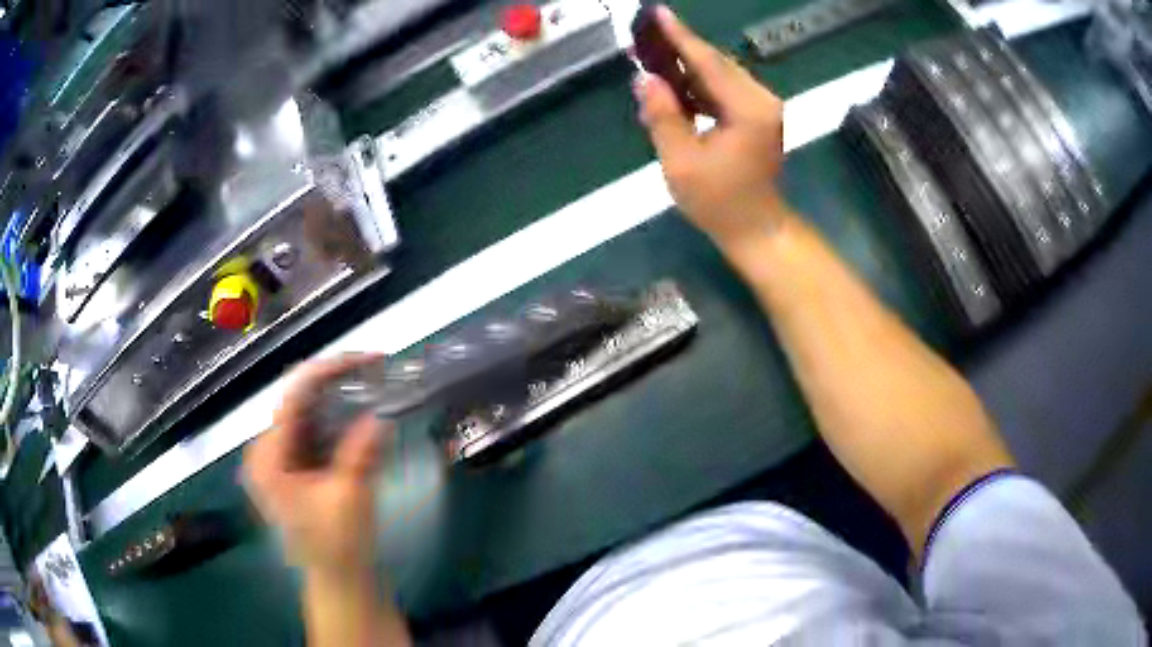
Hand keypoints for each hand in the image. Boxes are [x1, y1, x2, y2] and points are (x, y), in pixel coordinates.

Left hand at [244, 354, 390, 577]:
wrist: (339, 581)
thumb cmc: (338, 546)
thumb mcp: (350, 497)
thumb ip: (361, 453)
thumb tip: (379, 414)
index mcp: (268, 457)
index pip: (293, 398)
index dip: (327, 372)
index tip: (365, 360)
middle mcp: (267, 450)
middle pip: (299, 400)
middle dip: (336, 382)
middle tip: (374, 368)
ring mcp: (281, 458)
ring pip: (308, 412)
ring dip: (339, 397)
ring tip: (371, 382)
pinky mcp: (297, 466)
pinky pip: (315, 428)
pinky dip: (338, 417)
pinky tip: (361, 410)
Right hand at [635, 7, 789, 246]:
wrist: (757, 229)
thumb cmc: (719, 202)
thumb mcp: (681, 162)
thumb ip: (663, 115)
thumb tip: (645, 78)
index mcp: (747, 109)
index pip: (708, 63)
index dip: (680, 37)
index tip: (657, 13)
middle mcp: (761, 100)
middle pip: (717, 63)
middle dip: (681, 48)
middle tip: (646, 35)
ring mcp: (763, 107)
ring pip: (720, 75)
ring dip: (688, 67)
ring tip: (653, 56)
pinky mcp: (758, 116)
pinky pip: (724, 90)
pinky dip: (699, 85)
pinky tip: (676, 85)